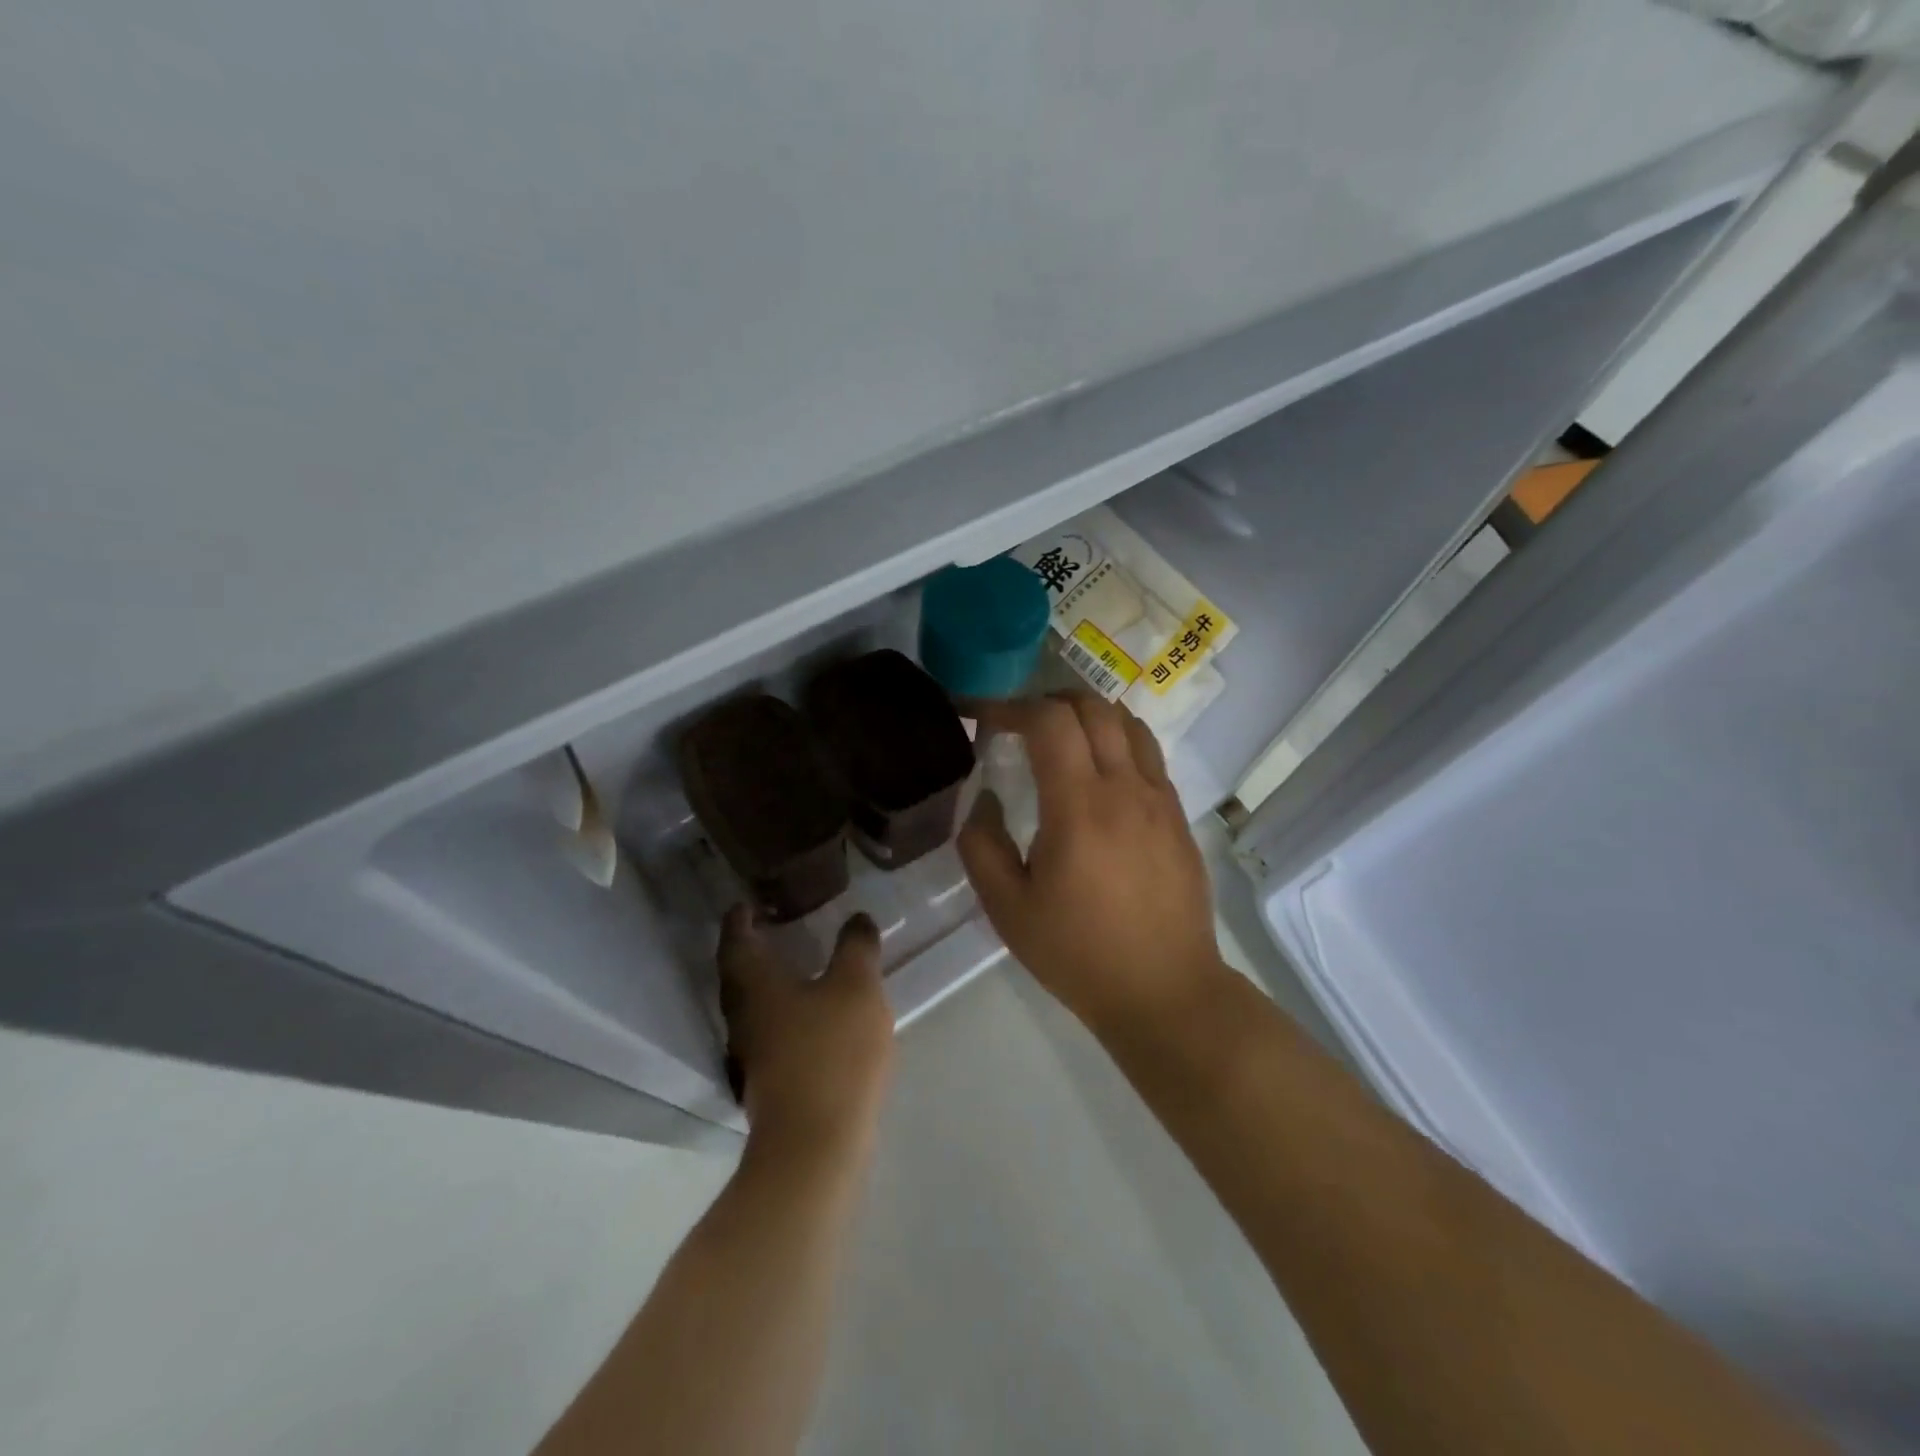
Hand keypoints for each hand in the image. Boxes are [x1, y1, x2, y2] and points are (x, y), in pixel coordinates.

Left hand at [717, 907, 895, 1153]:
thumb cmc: (832, 1052)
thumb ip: (856, 948)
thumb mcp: (856, 987)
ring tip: (795, 965)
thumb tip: (857, 918)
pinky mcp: (769, 1082)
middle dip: (750, 949)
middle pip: (738, 974)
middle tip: (771, 927)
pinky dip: (784, 1011)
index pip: (736, 940)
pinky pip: (770, 1031)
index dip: (739, 919)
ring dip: (768, 982)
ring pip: (754, 1006)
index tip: (746, 903)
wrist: (816, 1145)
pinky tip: (811, 1013)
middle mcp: (744, 1016)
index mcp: (755, 985)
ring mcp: (752, 1054)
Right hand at [957, 693, 1228, 1037]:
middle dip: (1048, 702)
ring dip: (1087, 715)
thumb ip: (981, 845)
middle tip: (1019, 726)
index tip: (985, 721)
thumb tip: (985, 797)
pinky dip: (1117, 739)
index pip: (1049, 721)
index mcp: (1079, 807)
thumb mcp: (1008, 909)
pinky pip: (1148, 752)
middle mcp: (1125, 788)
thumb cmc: (1078, 953)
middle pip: (1092, 707)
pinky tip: (1100, 771)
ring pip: (1127, 722)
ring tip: (1060, 738)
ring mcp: (1159, 798)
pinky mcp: (1177, 814)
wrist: (1165, 990)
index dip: (1011, 708)